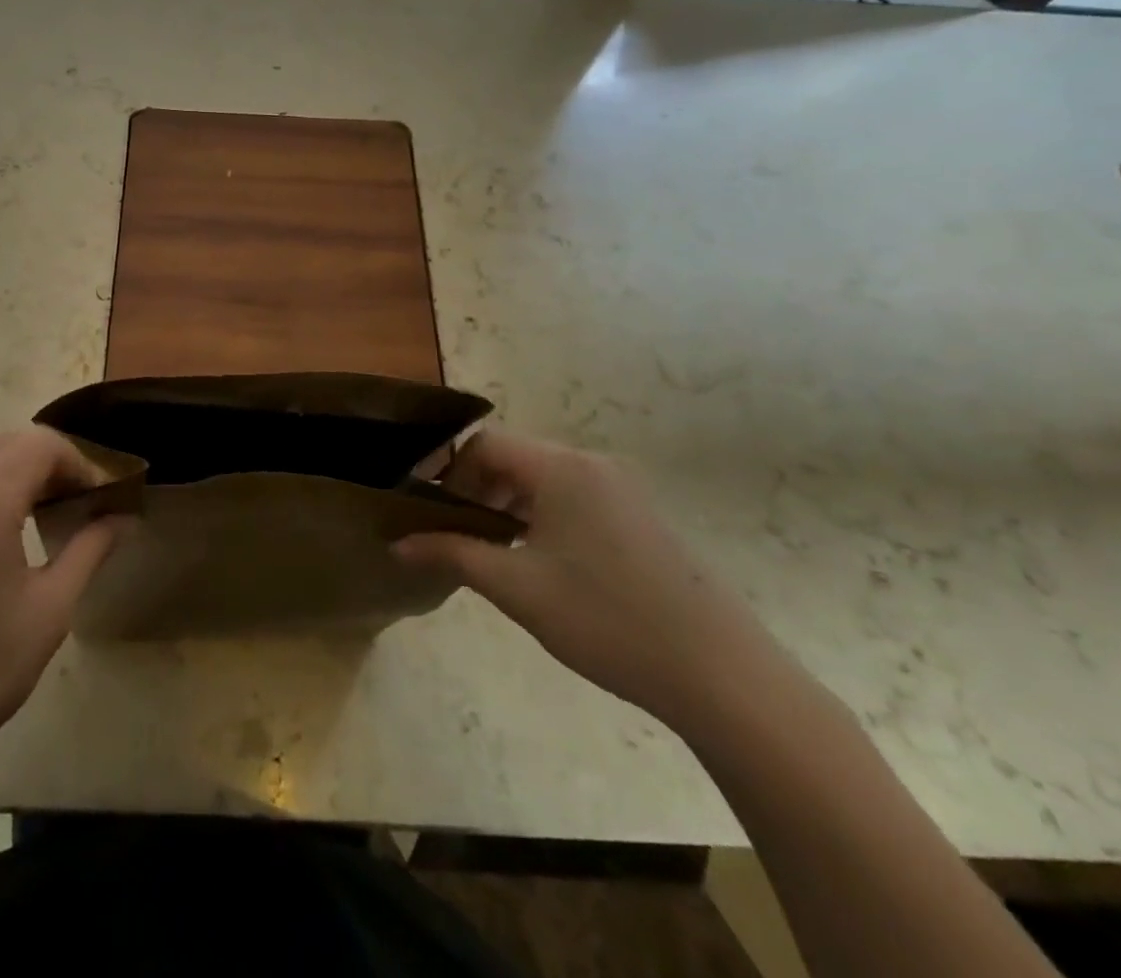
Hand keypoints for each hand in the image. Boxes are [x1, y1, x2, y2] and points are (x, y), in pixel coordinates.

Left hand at [0, 430, 126, 790]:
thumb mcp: (51, 610)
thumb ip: (90, 550)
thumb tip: (124, 518)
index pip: (39, 445)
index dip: (77, 461)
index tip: (98, 496)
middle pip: (6, 439)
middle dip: (48, 457)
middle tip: (74, 497)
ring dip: (11, 458)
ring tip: (37, 500)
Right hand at [396, 432, 784, 728]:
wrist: (723, 676)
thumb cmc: (607, 620)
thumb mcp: (517, 588)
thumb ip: (452, 555)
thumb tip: (397, 544)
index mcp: (562, 469)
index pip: (485, 445)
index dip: (448, 472)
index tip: (427, 511)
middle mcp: (592, 465)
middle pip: (513, 458)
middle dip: (476, 490)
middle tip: (456, 535)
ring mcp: (622, 490)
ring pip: (543, 480)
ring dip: (507, 505)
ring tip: (493, 552)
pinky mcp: (640, 518)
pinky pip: (573, 499)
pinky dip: (541, 517)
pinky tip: (541, 563)